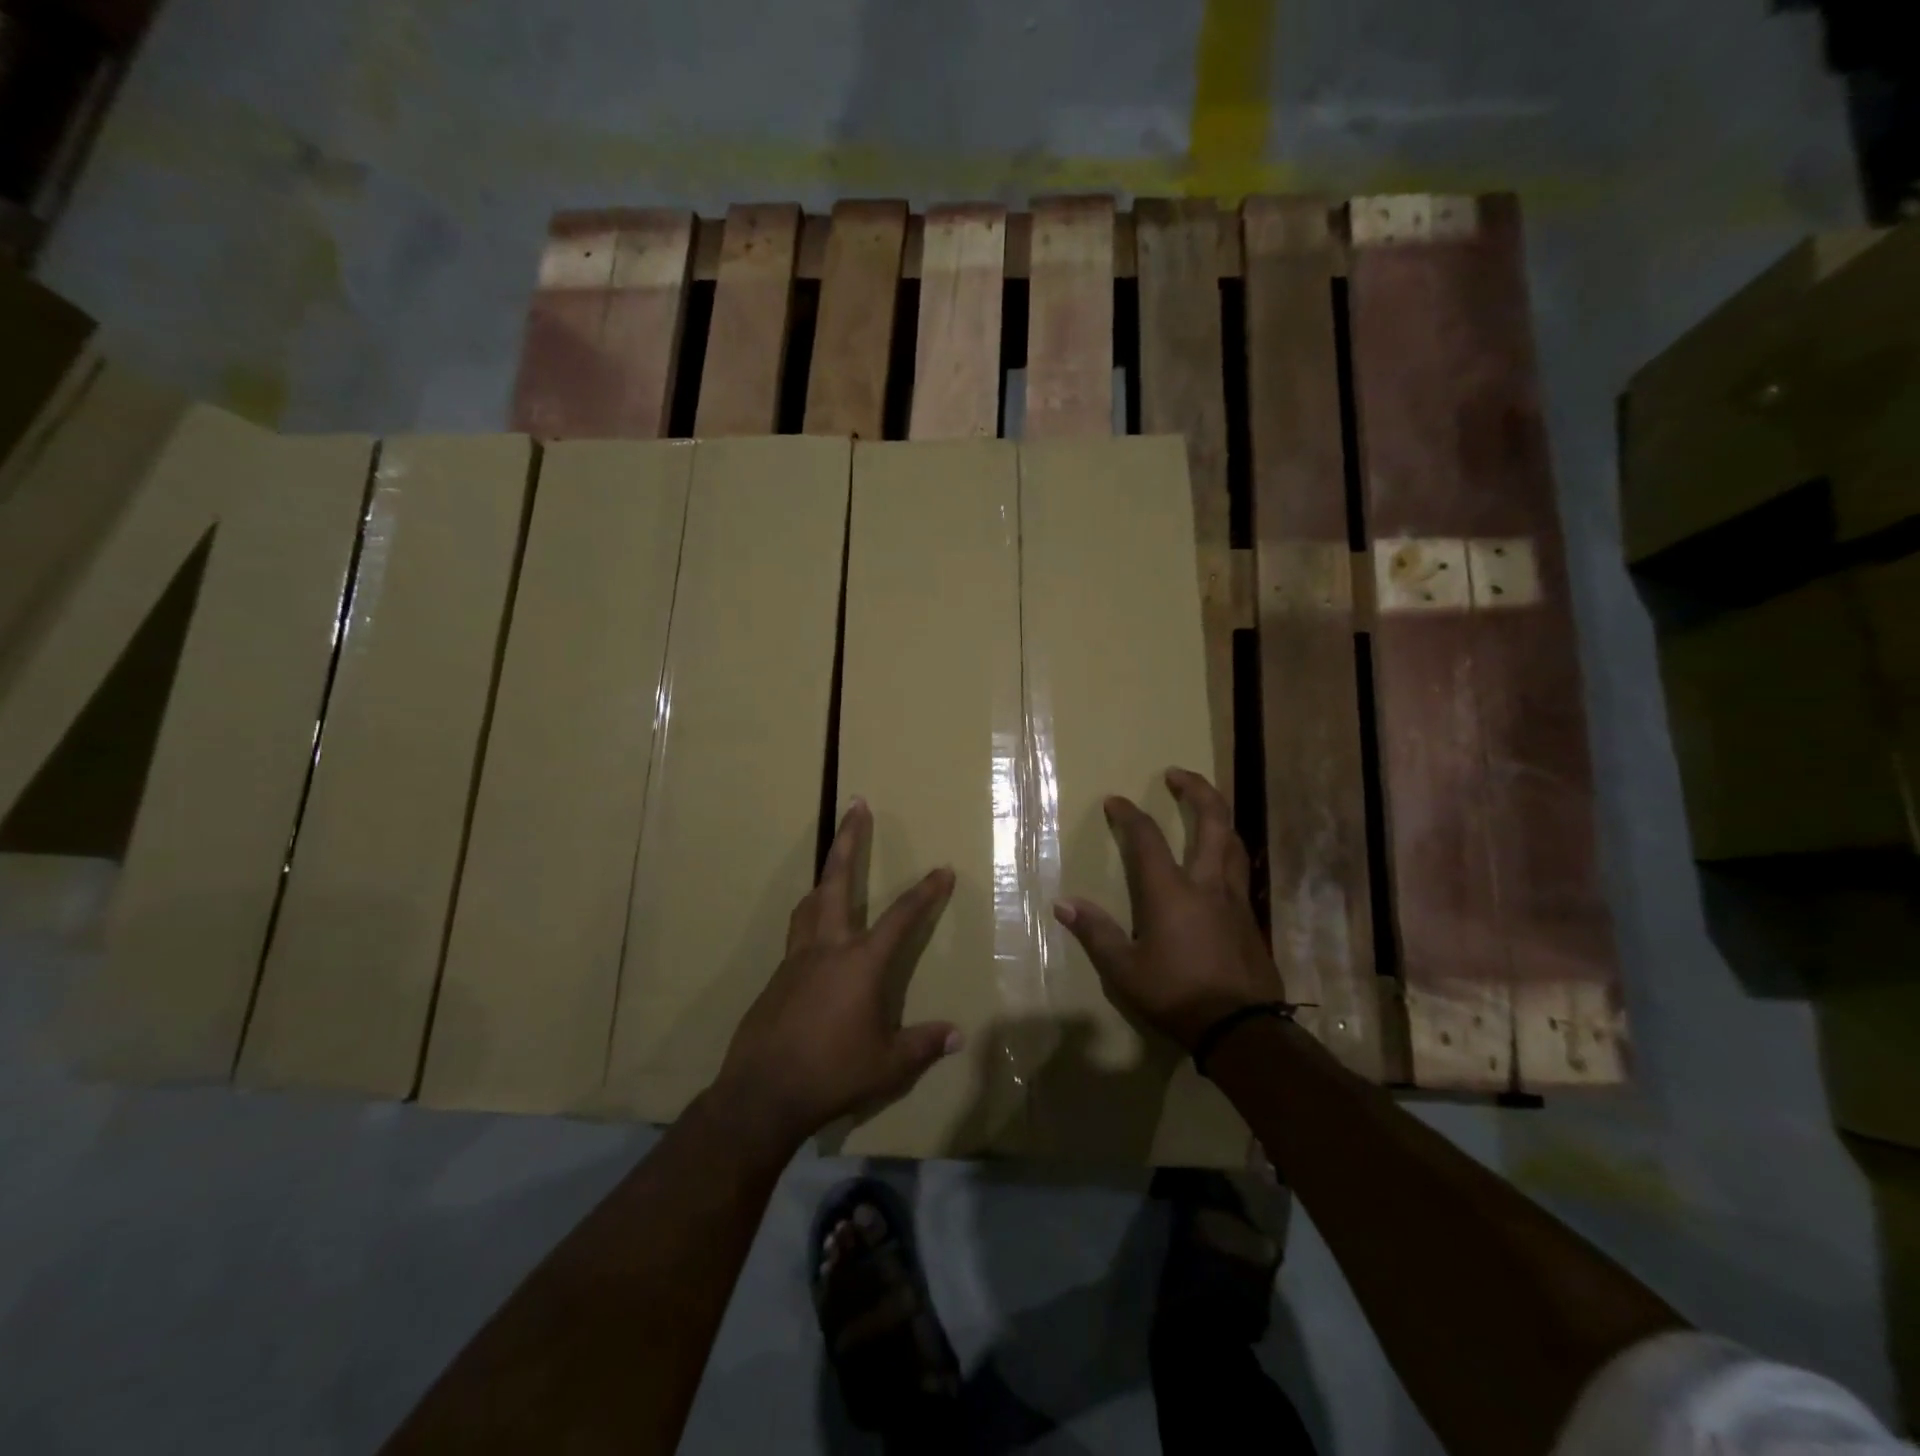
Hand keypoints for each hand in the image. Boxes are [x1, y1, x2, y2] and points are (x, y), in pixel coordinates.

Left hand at [712, 799, 960, 1146]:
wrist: (762, 1093)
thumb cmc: (832, 1073)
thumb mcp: (887, 1064)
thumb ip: (923, 1045)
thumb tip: (957, 1035)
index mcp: (860, 962)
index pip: (901, 916)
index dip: (925, 892)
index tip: (942, 869)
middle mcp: (827, 947)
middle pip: (838, 879)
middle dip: (849, 839)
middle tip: (857, 805)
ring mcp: (796, 959)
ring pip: (811, 902)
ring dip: (826, 874)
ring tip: (834, 861)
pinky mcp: (776, 977)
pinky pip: (797, 933)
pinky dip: (811, 917)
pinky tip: (817, 934)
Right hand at [1053, 767, 1283, 1050]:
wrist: (1242, 1028)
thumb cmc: (1177, 995)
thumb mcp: (1125, 971)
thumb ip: (1095, 933)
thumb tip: (1064, 903)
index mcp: (1171, 892)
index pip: (1147, 838)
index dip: (1129, 815)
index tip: (1114, 801)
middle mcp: (1207, 884)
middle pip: (1212, 822)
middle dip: (1197, 791)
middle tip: (1177, 774)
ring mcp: (1235, 899)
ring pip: (1234, 843)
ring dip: (1218, 816)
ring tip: (1204, 808)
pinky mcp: (1250, 918)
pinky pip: (1241, 870)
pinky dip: (1228, 851)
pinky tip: (1220, 862)